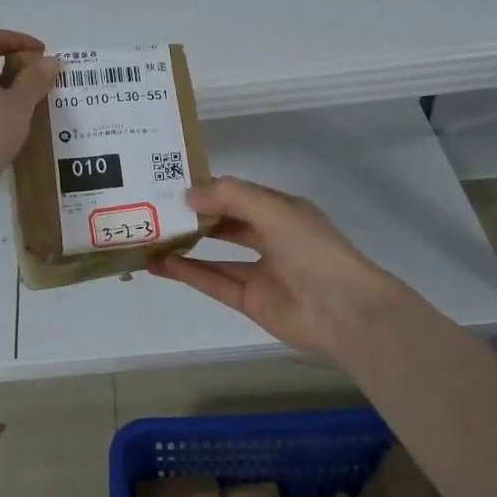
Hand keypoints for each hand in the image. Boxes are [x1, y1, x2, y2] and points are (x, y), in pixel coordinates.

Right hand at [150, 176, 412, 360]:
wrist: (344, 311)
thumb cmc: (312, 251)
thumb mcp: (273, 211)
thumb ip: (231, 197)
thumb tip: (188, 194)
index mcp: (280, 211)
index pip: (237, 194)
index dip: (207, 189)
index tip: (170, 185)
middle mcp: (270, 237)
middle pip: (225, 223)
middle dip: (194, 217)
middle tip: (155, 210)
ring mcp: (260, 271)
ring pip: (215, 255)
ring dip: (186, 246)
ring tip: (151, 237)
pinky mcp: (250, 300)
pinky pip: (214, 282)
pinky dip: (189, 273)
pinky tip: (162, 264)